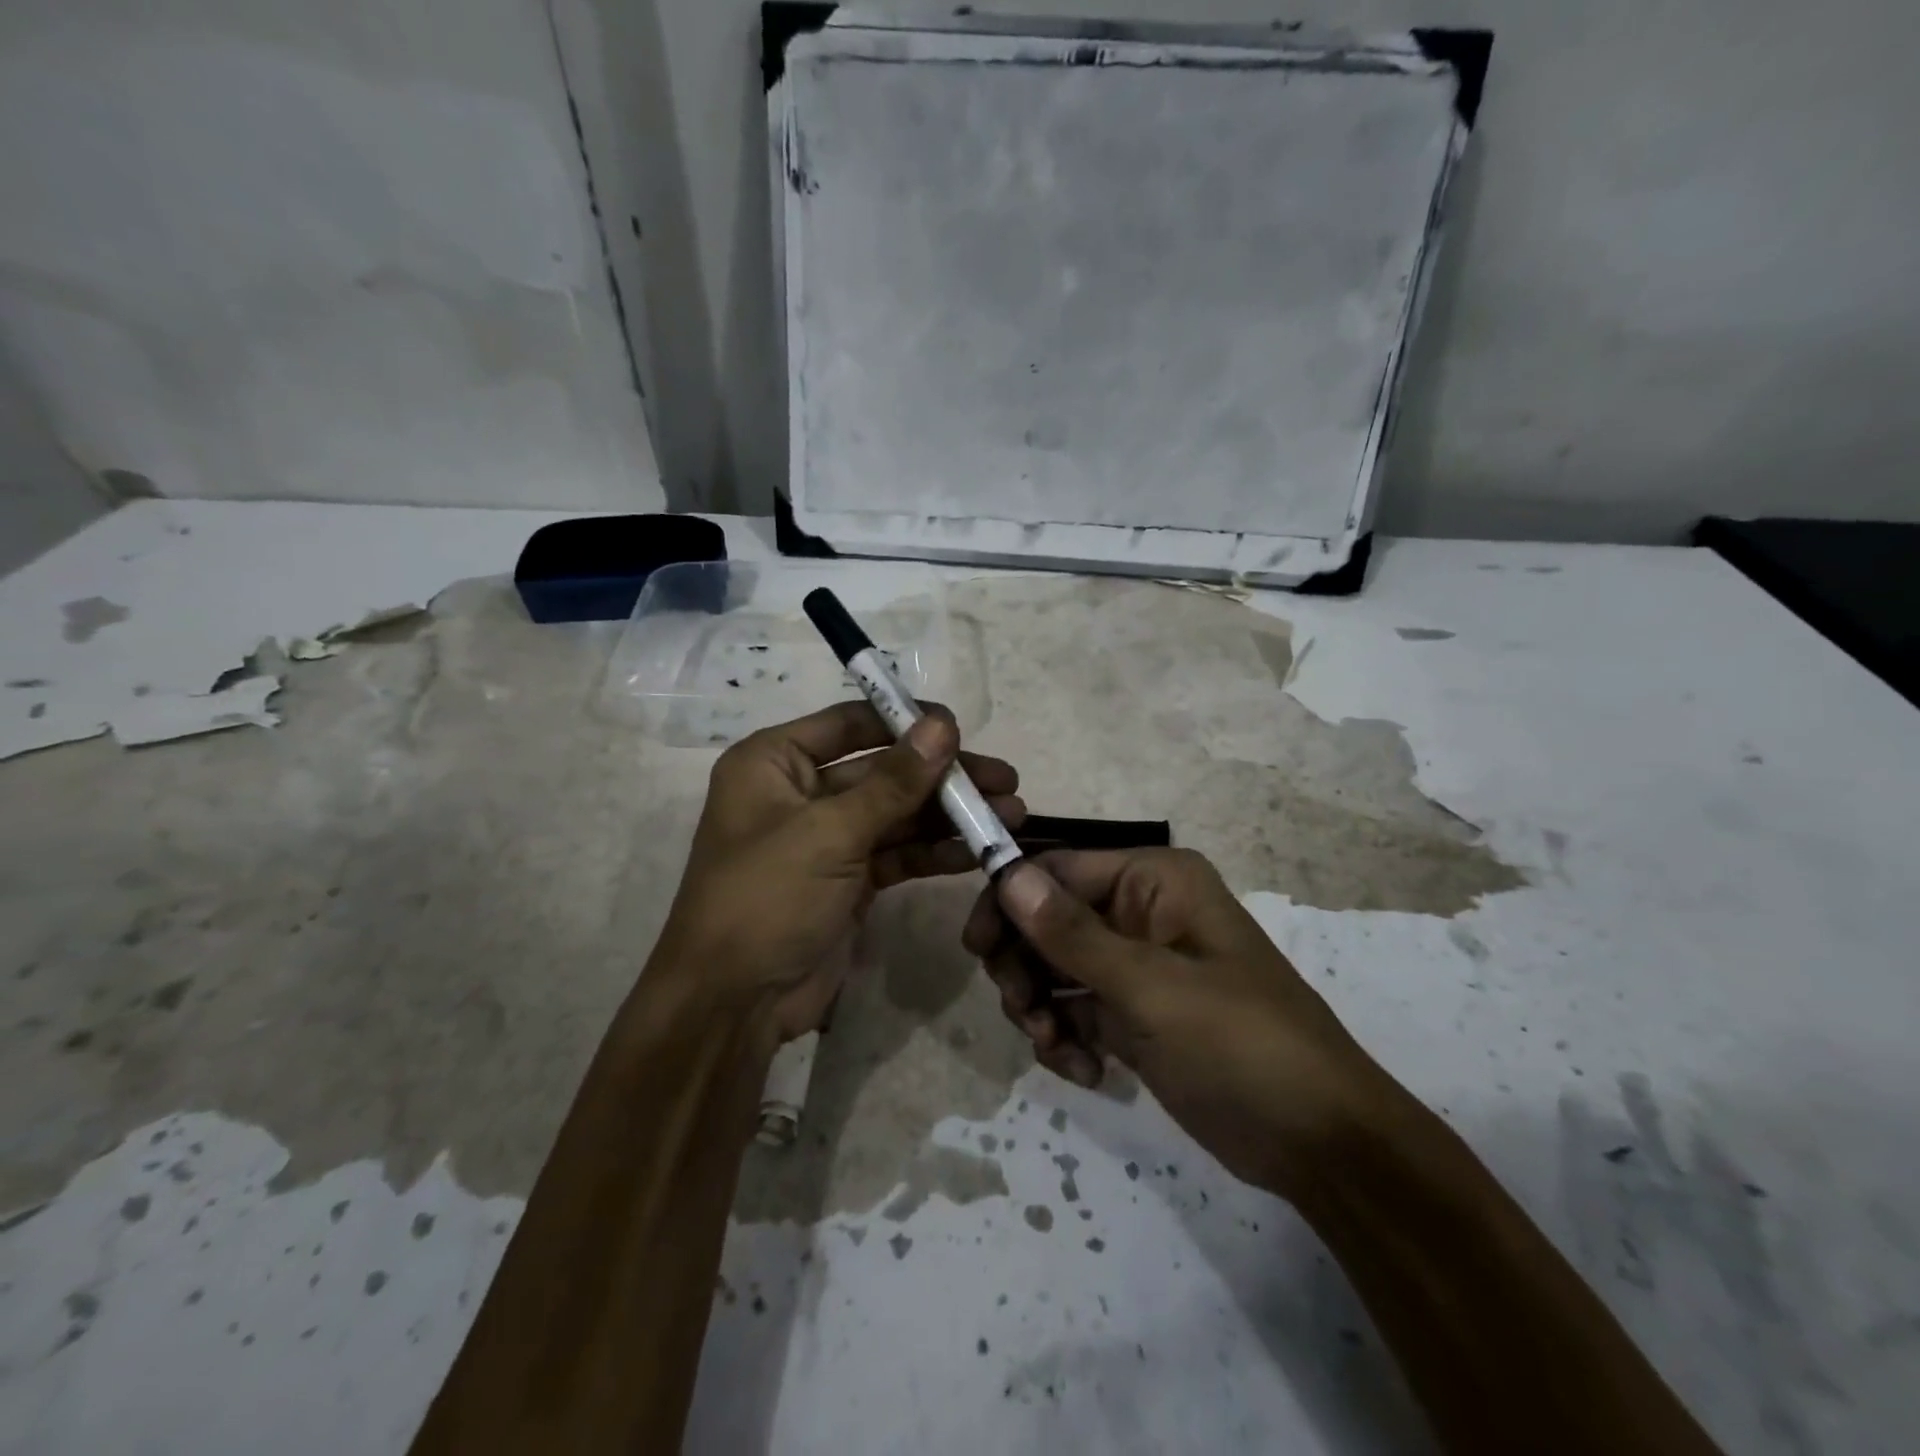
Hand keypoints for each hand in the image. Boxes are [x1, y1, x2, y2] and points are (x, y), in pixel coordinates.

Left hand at [654, 701, 1022, 1046]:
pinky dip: (934, 852)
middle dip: (943, 776)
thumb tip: (943, 724)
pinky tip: (977, 852)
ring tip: (1011, 814)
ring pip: (897, 813)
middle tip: (1005, 778)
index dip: (906, 721)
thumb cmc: (767, 896)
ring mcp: (826, 839)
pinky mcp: (849, 880)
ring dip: (949, 815)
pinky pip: (898, 854)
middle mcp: (799, 792)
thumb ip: (894, 781)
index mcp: (774, 763)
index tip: (961, 728)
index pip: (850, 723)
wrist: (734, 1004)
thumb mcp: (830, 832)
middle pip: (883, 770)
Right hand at [964, 849, 1395, 1200]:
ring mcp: (1133, 964)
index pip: (1056, 868)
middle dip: (1024, 964)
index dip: (1009, 899)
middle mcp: (1138, 911)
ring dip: (1040, 1007)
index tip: (975, 947)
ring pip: (1051, 967)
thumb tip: (1006, 873)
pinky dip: (1065, 1038)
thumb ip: (1072, 933)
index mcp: (1152, 880)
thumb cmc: (1241, 1044)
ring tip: (1056, 1047)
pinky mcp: (1131, 1012)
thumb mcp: (1151, 988)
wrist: (1317, 1143)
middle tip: (1022, 1008)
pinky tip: (1086, 1072)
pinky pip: (1071, 1009)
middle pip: (1045, 918)